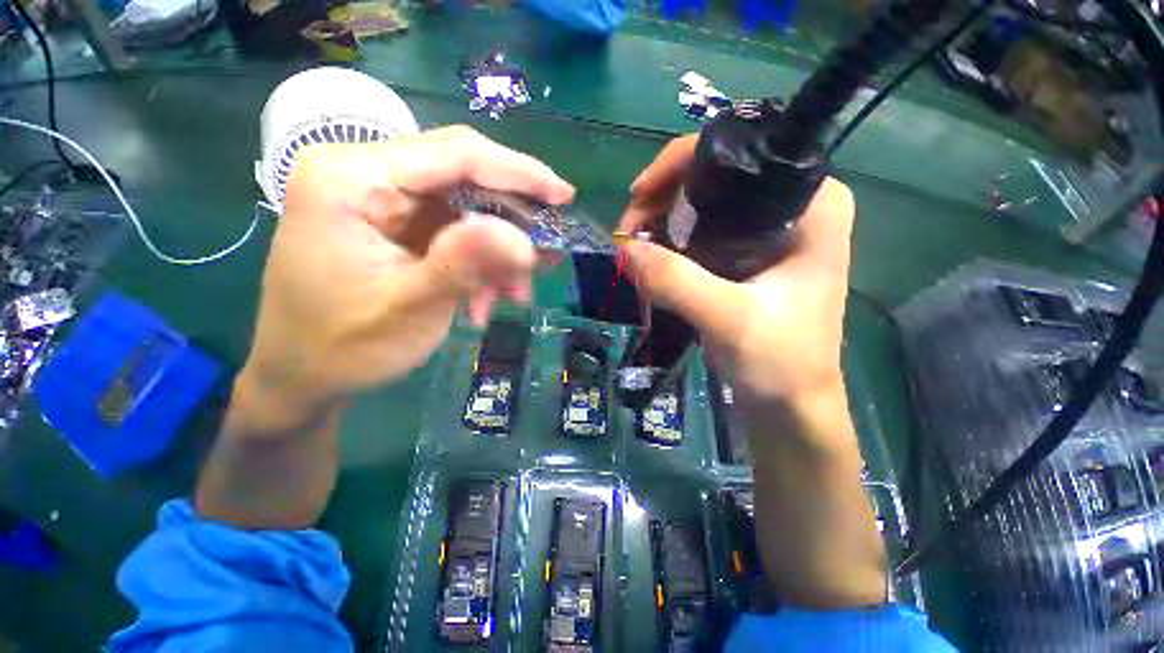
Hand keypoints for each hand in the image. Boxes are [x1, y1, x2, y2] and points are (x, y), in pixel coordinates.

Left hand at [242, 126, 574, 423]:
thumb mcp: (407, 308)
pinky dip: (479, 266)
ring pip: (467, 211)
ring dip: (497, 255)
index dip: (518, 172)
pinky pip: (455, 235)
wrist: (303, 376)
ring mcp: (382, 201)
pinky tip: (485, 300)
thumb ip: (463, 265)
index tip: (564, 195)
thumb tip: (522, 238)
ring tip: (515, 294)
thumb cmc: (342, 347)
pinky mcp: (397, 227)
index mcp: (351, 178)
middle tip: (546, 257)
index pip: (454, 154)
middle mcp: (366, 174)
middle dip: (511, 224)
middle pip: (464, 179)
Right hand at [620, 134, 853, 413]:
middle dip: (662, 201)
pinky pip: (700, 235)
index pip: (740, 153)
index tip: (638, 196)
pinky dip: (670, 246)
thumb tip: (626, 249)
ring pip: (702, 207)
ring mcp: (769, 232)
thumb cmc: (781, 363)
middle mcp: (792, 206)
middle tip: (628, 233)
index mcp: (811, 203)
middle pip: (714, 179)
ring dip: (661, 225)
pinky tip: (650, 264)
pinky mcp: (749, 257)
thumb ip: (678, 282)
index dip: (679, 165)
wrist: (791, 403)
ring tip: (634, 253)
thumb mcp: (729, 320)